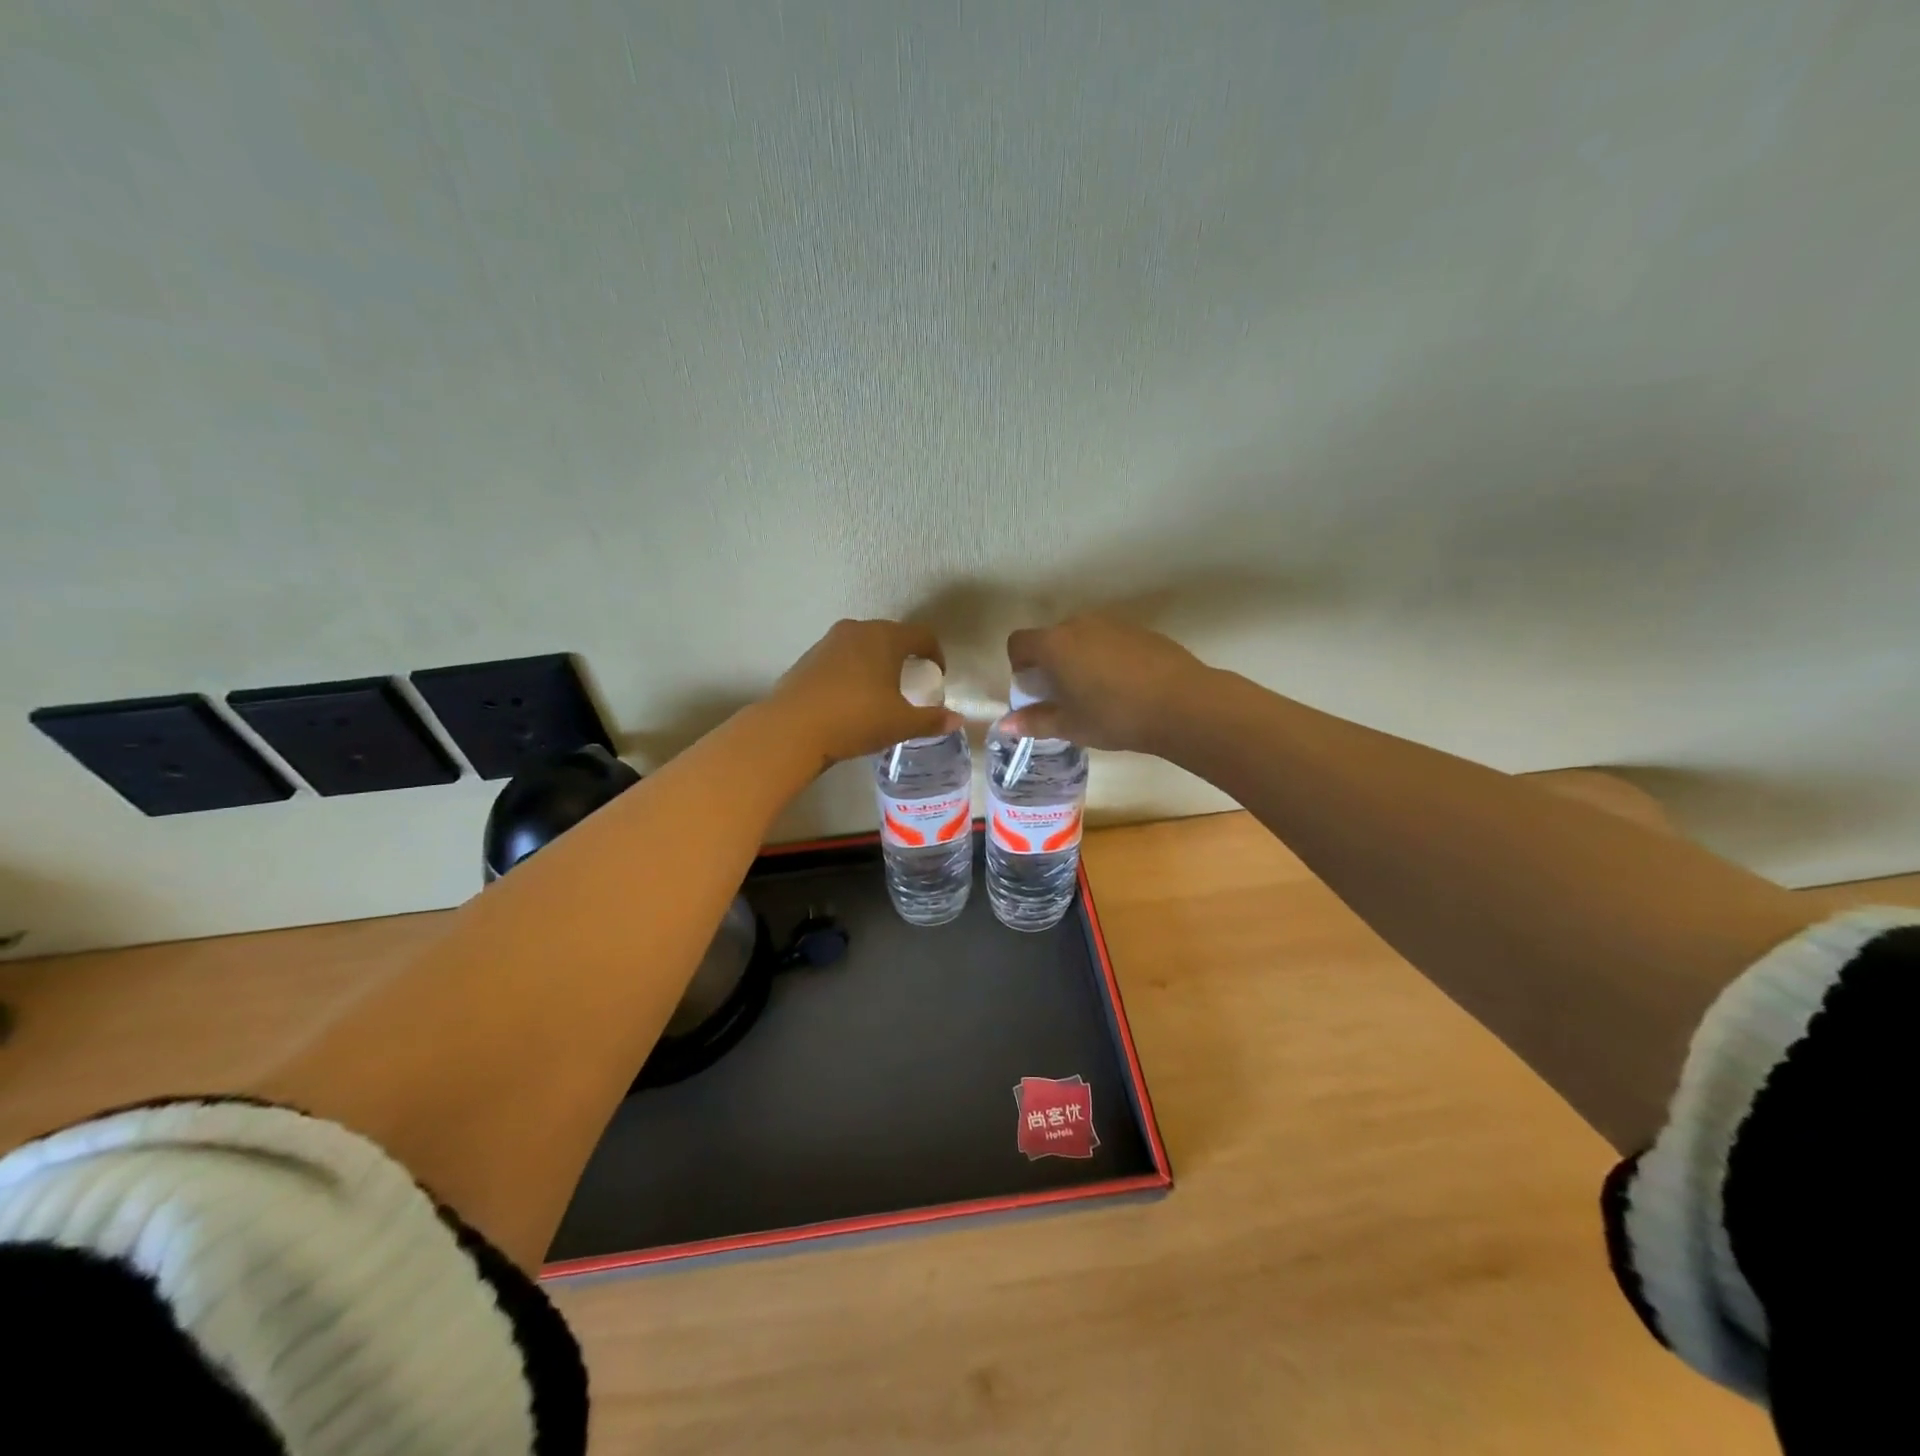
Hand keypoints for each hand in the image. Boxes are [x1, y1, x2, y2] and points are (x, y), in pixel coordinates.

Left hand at [770, 619, 961, 770]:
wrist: (792, 728)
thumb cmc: (856, 719)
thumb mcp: (901, 724)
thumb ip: (932, 720)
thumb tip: (957, 719)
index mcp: (886, 638)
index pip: (922, 635)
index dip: (936, 654)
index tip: (937, 675)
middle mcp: (858, 630)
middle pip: (892, 636)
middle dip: (905, 656)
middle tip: (911, 682)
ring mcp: (829, 642)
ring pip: (864, 645)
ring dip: (877, 662)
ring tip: (880, 691)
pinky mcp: (809, 658)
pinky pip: (842, 658)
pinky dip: (854, 671)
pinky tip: (851, 698)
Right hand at [1004, 615, 1208, 752]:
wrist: (1182, 703)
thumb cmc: (1114, 716)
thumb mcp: (1070, 725)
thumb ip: (1034, 722)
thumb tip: (1004, 725)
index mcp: (1054, 644)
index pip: (1019, 643)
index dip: (1018, 665)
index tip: (1033, 690)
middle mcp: (1079, 624)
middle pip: (1051, 638)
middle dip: (1050, 663)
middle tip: (1064, 696)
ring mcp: (1112, 623)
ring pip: (1082, 637)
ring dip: (1079, 659)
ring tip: (1096, 693)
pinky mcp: (1140, 630)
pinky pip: (1110, 640)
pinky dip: (1107, 657)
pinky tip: (1125, 686)